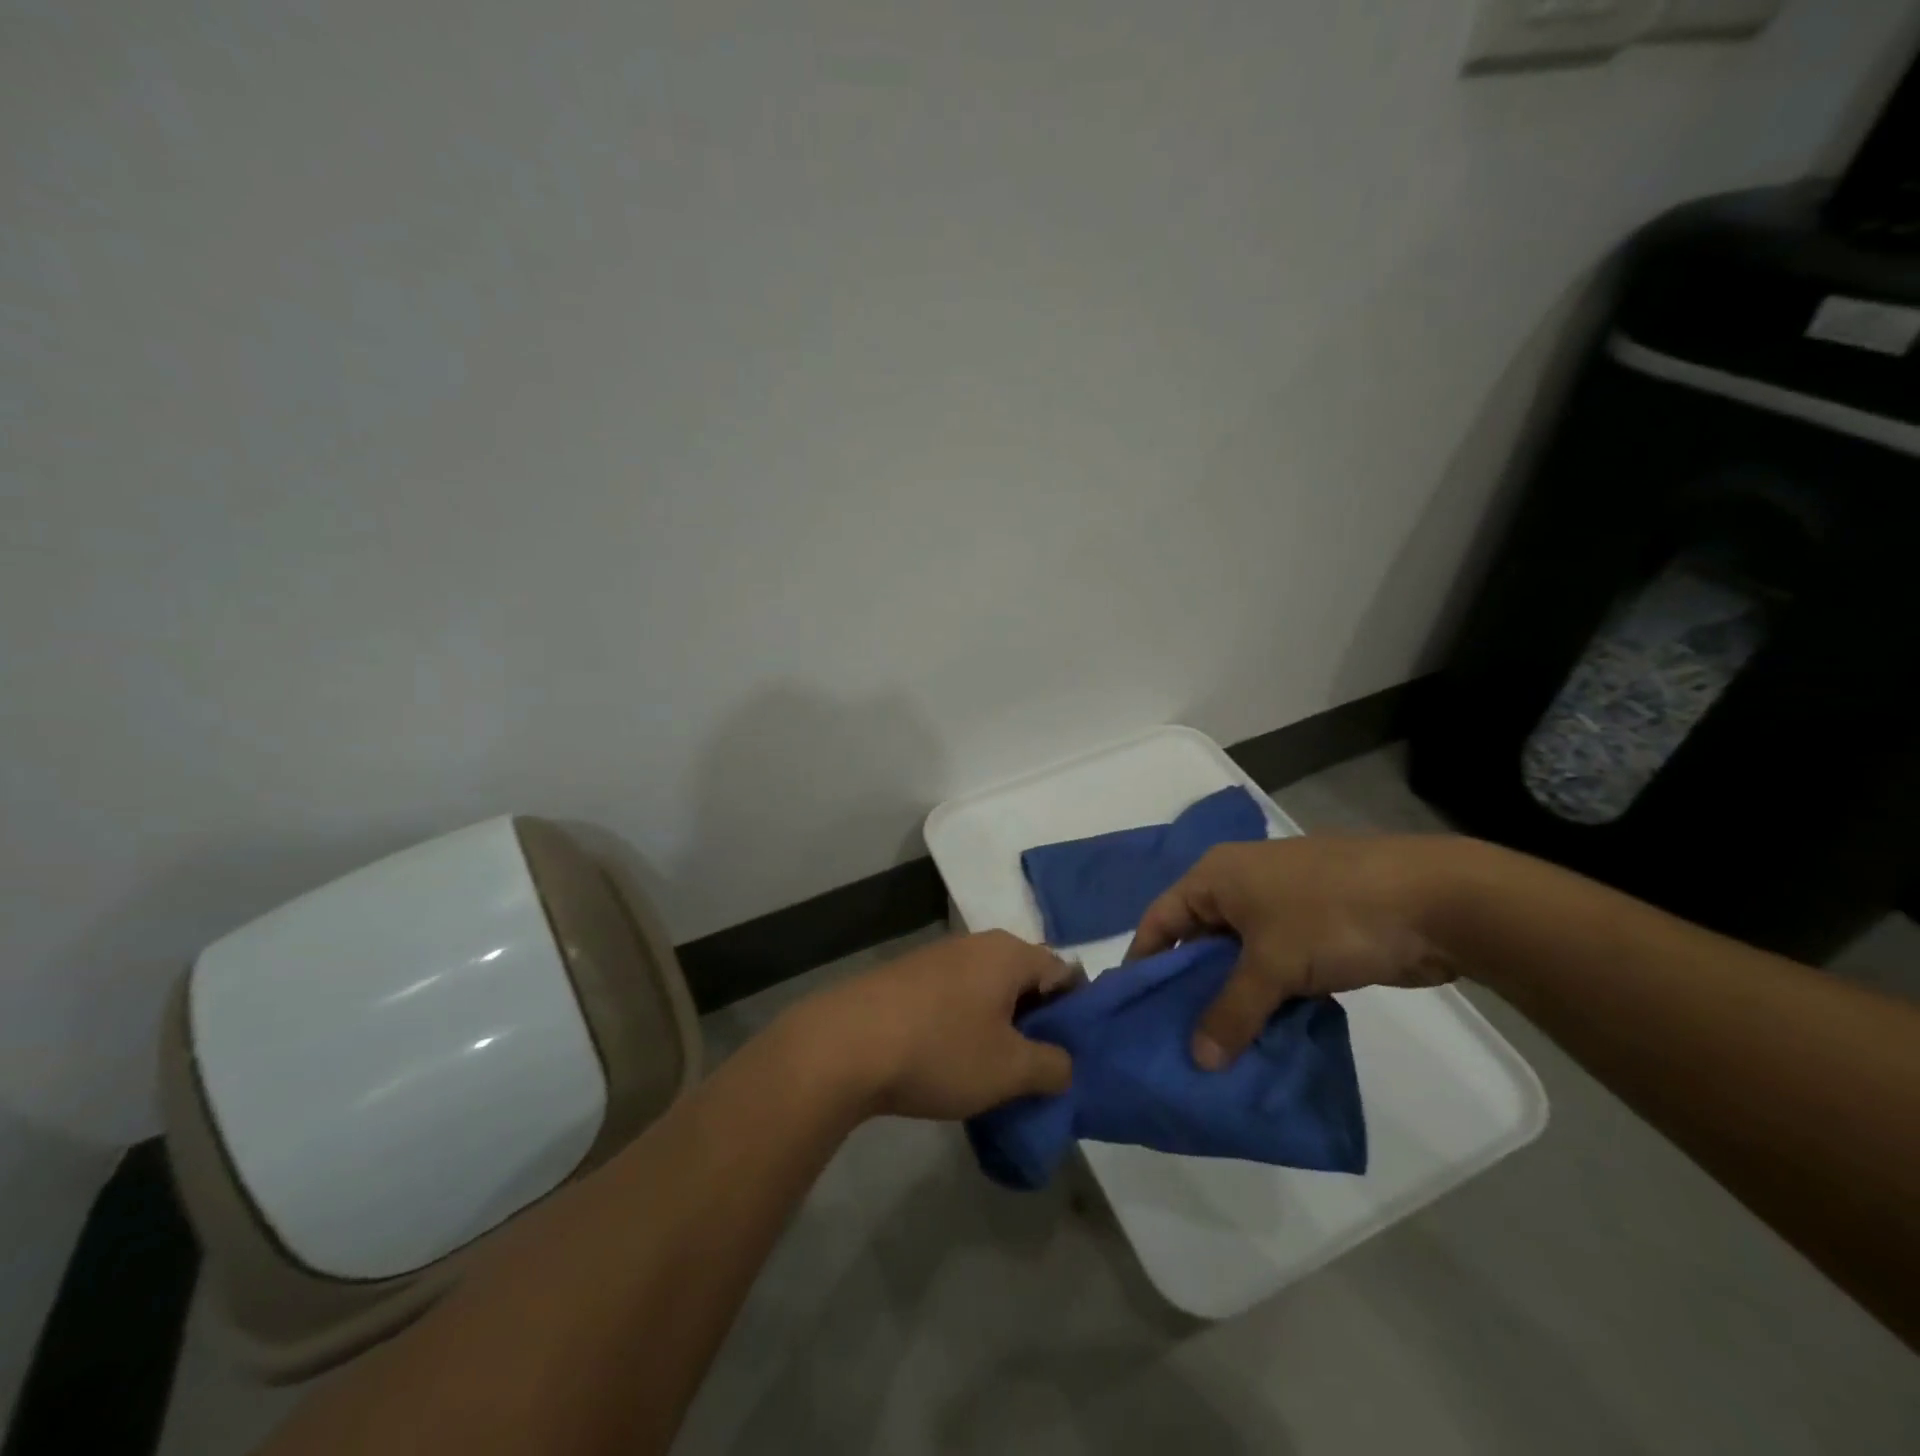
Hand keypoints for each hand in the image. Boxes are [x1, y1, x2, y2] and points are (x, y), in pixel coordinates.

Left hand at [791, 931, 1077, 1120]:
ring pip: (988, 990)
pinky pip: (955, 998)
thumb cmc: (941, 1050)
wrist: (845, 1045)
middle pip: (1024, 980)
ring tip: (996, 1072)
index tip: (1072, 1055)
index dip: (1075, 1014)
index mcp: (1008, 953)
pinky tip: (953, 1061)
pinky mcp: (908, 977)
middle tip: (1037, 1070)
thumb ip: (1052, 1066)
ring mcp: (937, 957)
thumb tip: (1064, 1063)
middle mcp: (976, 944)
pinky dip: (965, 1025)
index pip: (1064, 973)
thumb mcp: (1010, 1070)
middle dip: (1036, 1023)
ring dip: (999, 1026)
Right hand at [1126, 835, 1466, 1069]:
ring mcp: (1279, 908)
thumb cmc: (1331, 915)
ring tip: (1215, 1049)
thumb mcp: (1272, 965)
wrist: (1433, 900)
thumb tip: (1199, 1060)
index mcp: (1216, 876)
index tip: (1133, 1009)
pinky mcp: (1313, 931)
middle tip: (1174, 1039)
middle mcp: (1240, 887)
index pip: (1160, 919)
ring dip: (1231, 999)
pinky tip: (1261, 1038)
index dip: (1144, 961)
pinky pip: (1273, 968)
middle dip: (1189, 988)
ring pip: (1238, 959)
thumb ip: (1231, 1012)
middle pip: (1197, 940)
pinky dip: (1266, 999)